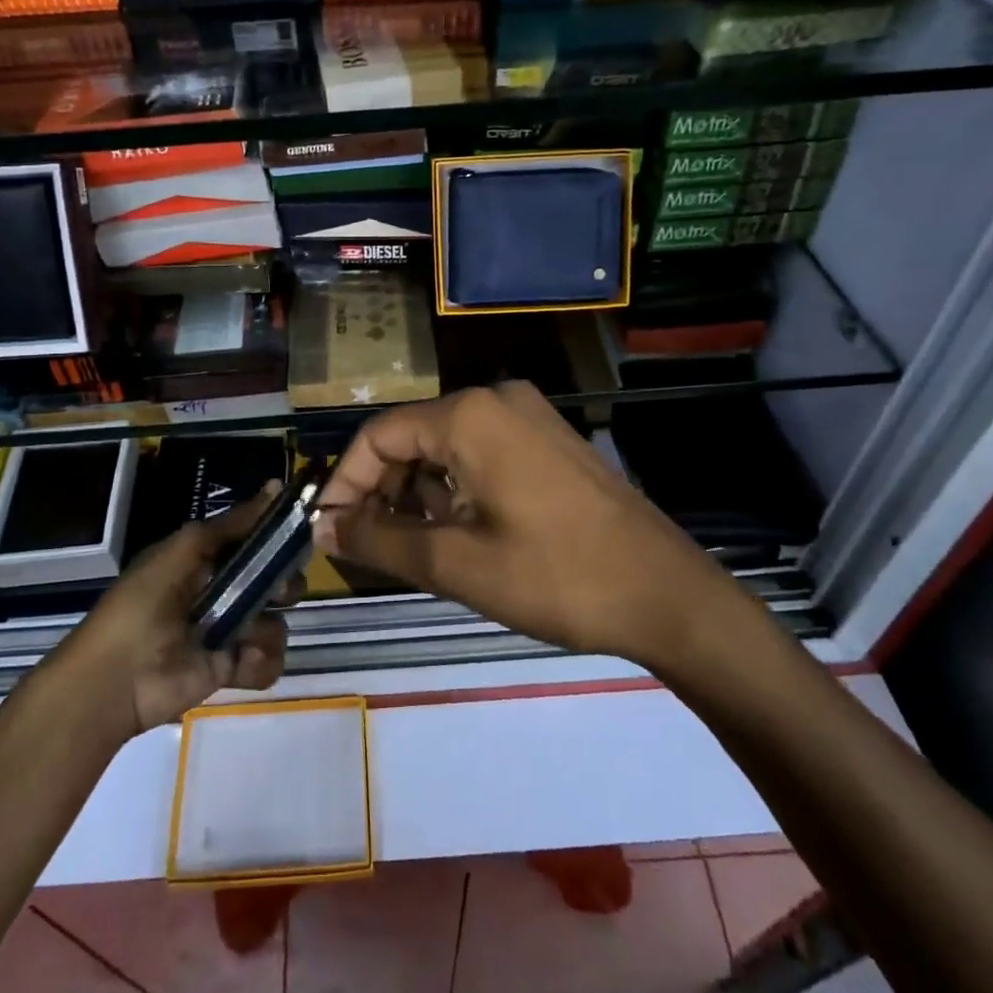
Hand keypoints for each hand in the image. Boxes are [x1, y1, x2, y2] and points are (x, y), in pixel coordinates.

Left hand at [67, 485, 295, 738]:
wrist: (117, 678)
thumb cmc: (146, 602)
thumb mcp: (186, 548)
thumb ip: (233, 523)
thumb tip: (276, 485)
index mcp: (208, 559)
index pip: (256, 541)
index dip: (278, 536)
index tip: (300, 532)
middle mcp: (223, 592)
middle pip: (276, 581)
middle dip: (285, 583)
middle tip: (279, 591)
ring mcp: (229, 632)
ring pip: (276, 622)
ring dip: (267, 629)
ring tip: (243, 638)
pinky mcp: (232, 669)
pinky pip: (269, 660)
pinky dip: (260, 662)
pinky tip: (238, 662)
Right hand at [313, 384, 742, 670]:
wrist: (666, 594)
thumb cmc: (556, 577)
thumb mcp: (457, 564)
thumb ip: (380, 540)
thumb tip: (326, 527)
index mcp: (469, 415)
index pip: (378, 435)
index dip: (345, 483)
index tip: (328, 531)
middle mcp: (496, 399)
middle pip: (411, 436)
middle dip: (382, 490)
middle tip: (367, 545)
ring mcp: (528, 416)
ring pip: (445, 446)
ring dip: (418, 492)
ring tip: (413, 546)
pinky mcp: (548, 439)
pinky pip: (481, 452)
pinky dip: (455, 487)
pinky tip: (458, 531)